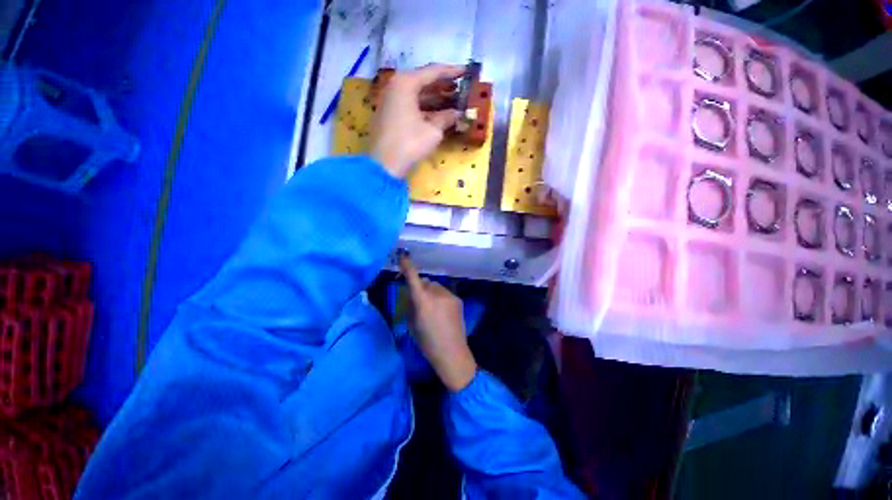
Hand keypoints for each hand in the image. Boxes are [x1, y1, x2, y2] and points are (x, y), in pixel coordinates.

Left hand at [371, 64, 464, 178]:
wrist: (384, 165)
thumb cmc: (409, 144)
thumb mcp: (433, 131)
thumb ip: (447, 118)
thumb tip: (458, 114)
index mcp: (406, 83)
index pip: (433, 71)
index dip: (452, 72)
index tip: (467, 72)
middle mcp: (396, 87)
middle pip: (424, 82)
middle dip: (444, 86)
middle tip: (461, 88)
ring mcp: (391, 101)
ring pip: (417, 95)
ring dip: (435, 98)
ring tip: (454, 100)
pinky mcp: (390, 115)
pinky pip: (411, 106)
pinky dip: (425, 108)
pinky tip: (438, 113)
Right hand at [400, 256, 476, 391]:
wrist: (452, 352)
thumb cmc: (427, 342)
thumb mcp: (411, 323)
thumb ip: (411, 304)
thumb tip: (412, 293)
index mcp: (423, 301)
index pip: (413, 278)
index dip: (407, 266)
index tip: (403, 256)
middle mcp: (437, 293)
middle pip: (425, 283)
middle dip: (419, 288)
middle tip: (417, 301)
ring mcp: (449, 295)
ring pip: (435, 287)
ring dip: (430, 292)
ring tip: (431, 309)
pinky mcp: (457, 299)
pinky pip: (444, 293)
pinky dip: (439, 298)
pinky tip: (441, 312)